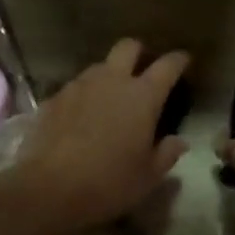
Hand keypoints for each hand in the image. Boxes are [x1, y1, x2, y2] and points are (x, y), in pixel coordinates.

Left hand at [0, 38, 189, 234]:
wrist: (50, 187)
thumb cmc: (110, 182)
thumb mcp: (148, 176)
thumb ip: (167, 153)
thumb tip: (178, 141)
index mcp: (142, 96)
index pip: (167, 66)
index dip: (178, 60)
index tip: (184, 60)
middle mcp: (111, 80)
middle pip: (128, 47)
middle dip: (139, 52)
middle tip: (144, 69)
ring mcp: (79, 86)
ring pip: (99, 65)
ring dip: (109, 74)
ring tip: (111, 96)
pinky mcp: (54, 98)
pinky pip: (75, 87)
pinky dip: (84, 95)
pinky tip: (82, 116)